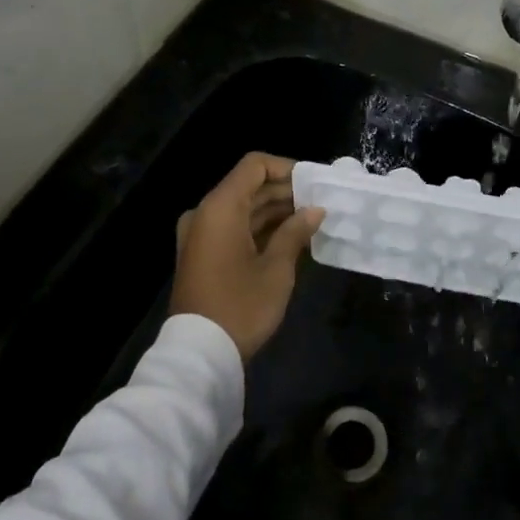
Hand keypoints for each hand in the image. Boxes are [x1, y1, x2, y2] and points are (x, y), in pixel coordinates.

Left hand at [170, 153, 324, 360]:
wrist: (199, 353)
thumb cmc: (241, 305)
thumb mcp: (276, 268)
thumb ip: (295, 232)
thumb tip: (315, 210)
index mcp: (220, 207)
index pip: (254, 165)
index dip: (286, 168)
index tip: (313, 184)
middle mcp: (205, 213)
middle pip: (249, 186)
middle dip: (285, 191)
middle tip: (319, 203)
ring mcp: (200, 234)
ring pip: (242, 208)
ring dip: (274, 211)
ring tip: (311, 220)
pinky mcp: (202, 254)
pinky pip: (233, 228)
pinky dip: (259, 228)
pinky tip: (289, 238)